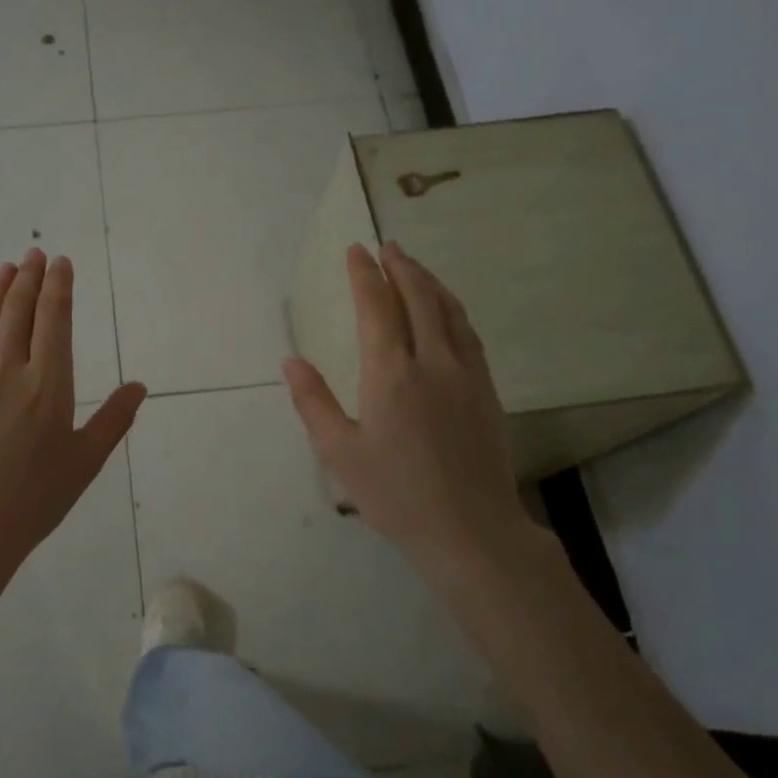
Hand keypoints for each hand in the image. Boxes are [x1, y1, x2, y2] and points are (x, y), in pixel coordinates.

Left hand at [0, 250, 145, 676]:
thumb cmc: (35, 499)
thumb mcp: (85, 462)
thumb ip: (113, 419)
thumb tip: (140, 386)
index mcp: (48, 385)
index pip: (55, 320)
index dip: (59, 286)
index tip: (61, 263)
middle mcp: (8, 371)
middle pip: (19, 311)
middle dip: (30, 278)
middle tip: (36, 254)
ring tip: (8, 267)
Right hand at [283, 242, 530, 590]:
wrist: (471, 530)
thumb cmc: (396, 494)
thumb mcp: (340, 453)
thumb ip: (313, 402)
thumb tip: (291, 361)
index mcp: (391, 374)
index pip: (378, 307)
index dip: (365, 275)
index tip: (356, 250)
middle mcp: (432, 362)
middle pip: (419, 298)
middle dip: (401, 267)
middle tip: (386, 247)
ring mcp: (466, 374)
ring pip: (449, 311)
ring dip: (429, 282)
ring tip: (414, 267)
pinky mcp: (487, 390)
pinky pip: (468, 333)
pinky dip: (453, 309)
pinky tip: (447, 311)